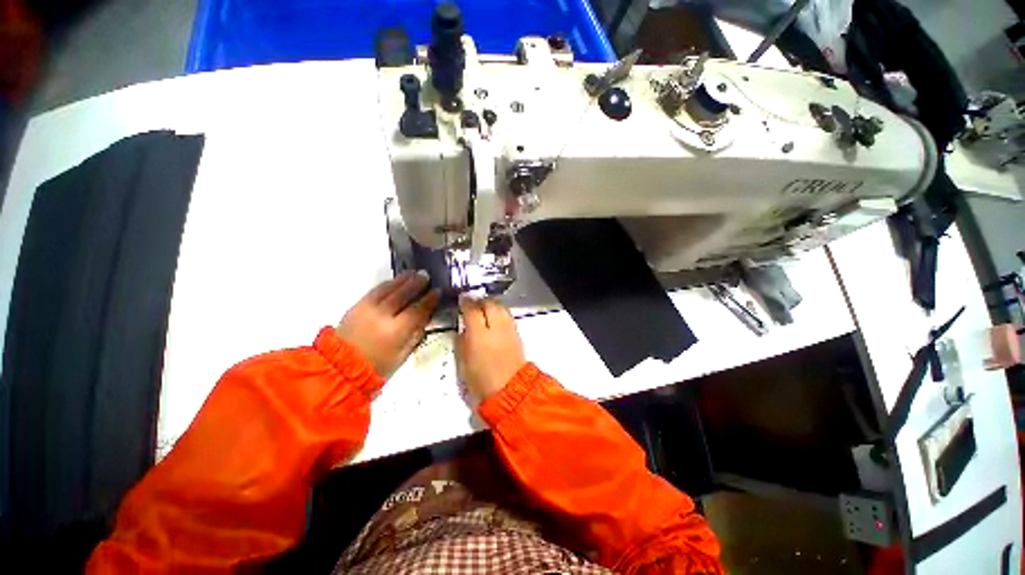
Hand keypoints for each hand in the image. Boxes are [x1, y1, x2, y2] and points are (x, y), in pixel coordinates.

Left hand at [336, 271, 439, 378]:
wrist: (340, 368)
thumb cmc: (377, 366)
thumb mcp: (402, 355)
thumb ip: (415, 335)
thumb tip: (425, 318)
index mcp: (396, 331)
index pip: (417, 310)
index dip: (429, 300)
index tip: (437, 292)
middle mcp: (382, 316)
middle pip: (403, 294)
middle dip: (417, 284)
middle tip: (426, 276)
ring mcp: (367, 309)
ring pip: (388, 289)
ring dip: (403, 280)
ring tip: (413, 273)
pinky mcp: (356, 306)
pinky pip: (375, 290)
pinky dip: (387, 284)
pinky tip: (395, 281)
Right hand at [456, 297, 526, 399]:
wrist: (510, 389)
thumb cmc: (482, 380)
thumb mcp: (464, 362)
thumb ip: (462, 342)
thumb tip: (463, 329)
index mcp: (479, 336)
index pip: (472, 310)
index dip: (466, 302)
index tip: (462, 300)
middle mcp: (495, 328)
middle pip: (489, 303)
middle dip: (479, 300)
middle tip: (473, 303)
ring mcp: (508, 329)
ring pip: (500, 306)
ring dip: (491, 303)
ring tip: (484, 307)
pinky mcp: (516, 333)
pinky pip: (507, 315)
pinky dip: (500, 311)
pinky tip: (495, 316)